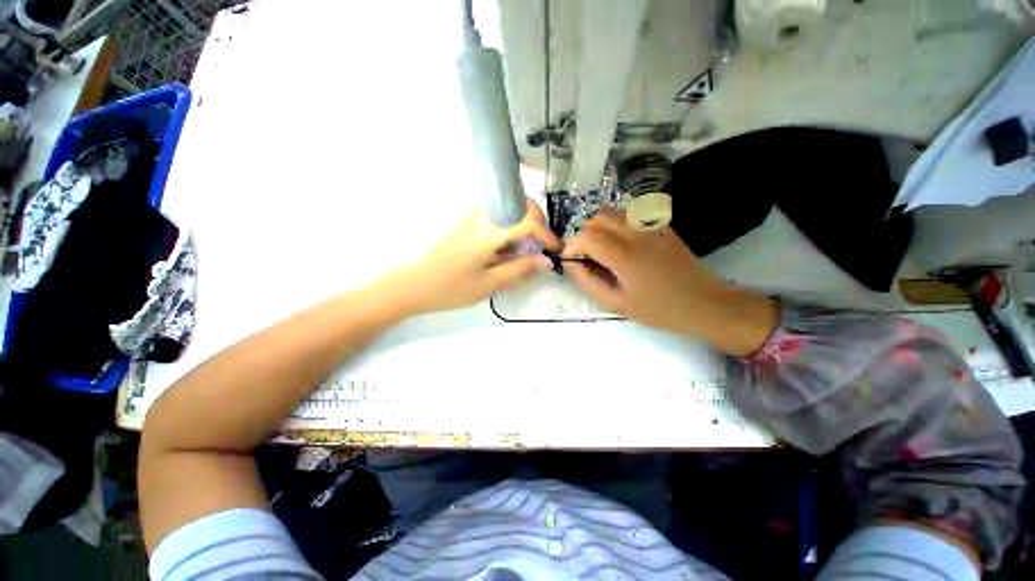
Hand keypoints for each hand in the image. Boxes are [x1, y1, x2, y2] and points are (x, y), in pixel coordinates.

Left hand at [392, 199, 560, 313]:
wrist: (415, 284)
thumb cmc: (452, 289)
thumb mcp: (490, 284)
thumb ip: (520, 269)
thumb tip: (546, 261)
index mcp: (487, 233)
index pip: (526, 221)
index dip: (546, 234)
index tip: (554, 249)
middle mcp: (480, 216)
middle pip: (519, 204)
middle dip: (537, 221)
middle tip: (541, 244)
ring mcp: (471, 216)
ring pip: (508, 207)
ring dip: (523, 222)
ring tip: (525, 248)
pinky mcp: (467, 221)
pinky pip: (496, 214)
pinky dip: (510, 226)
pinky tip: (507, 247)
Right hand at [563, 209, 777, 354]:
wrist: (705, 303)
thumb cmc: (659, 309)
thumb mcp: (617, 304)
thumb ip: (589, 282)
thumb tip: (572, 264)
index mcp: (623, 255)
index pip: (586, 236)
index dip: (572, 246)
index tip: (570, 259)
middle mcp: (636, 233)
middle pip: (598, 218)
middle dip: (584, 233)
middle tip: (585, 254)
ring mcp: (652, 227)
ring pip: (615, 212)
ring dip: (599, 226)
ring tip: (600, 247)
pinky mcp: (663, 226)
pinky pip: (633, 215)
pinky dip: (618, 223)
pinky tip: (622, 241)